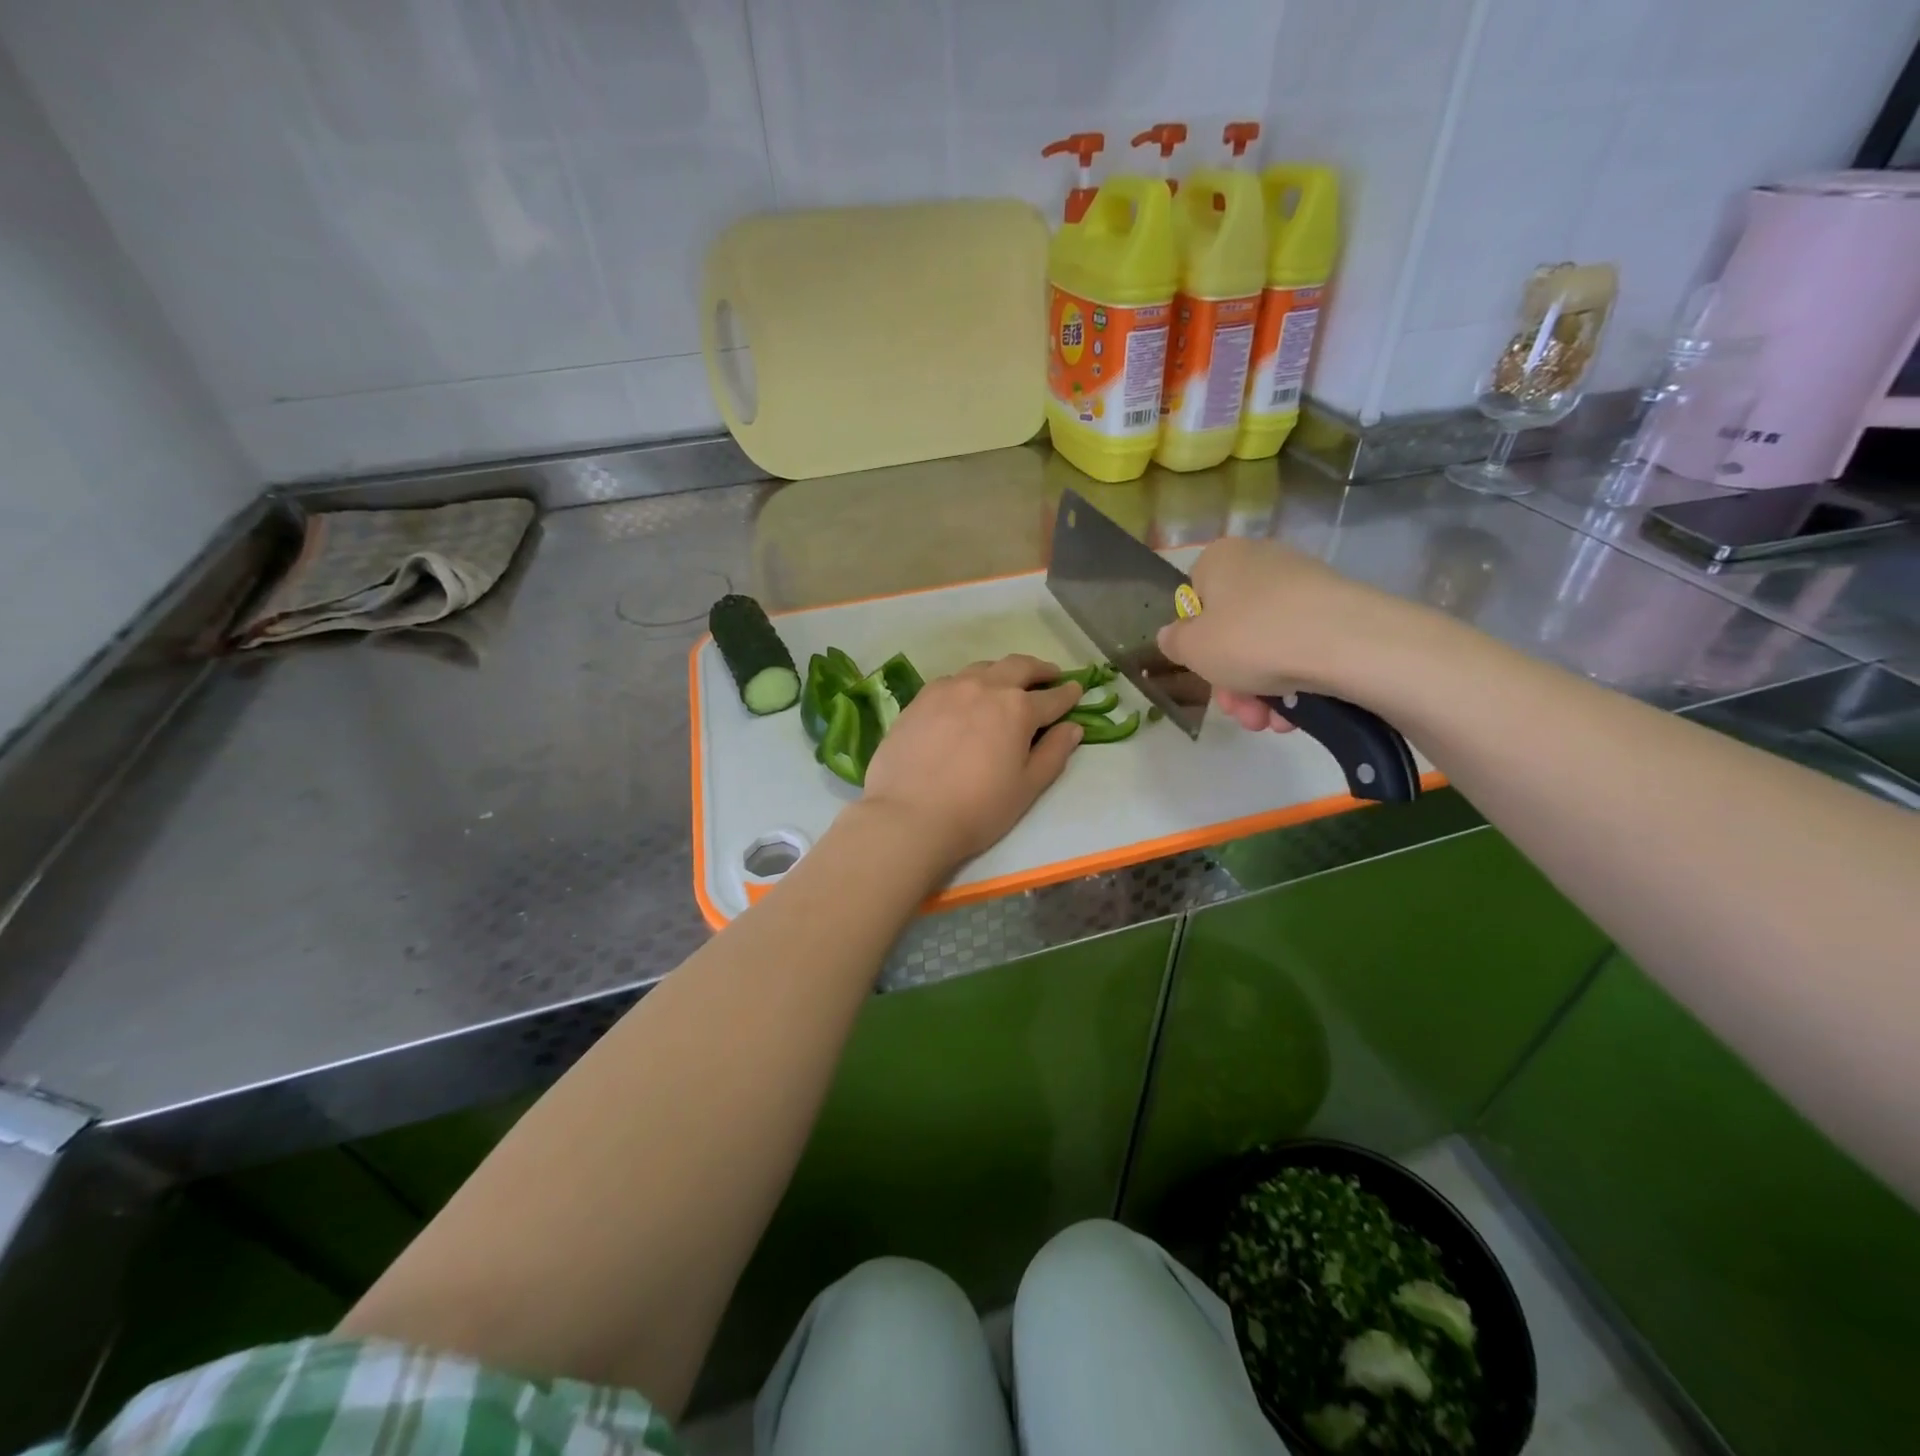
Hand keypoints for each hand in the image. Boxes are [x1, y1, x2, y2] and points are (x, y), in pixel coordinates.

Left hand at [859, 655, 1084, 868]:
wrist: (909, 815)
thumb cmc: (978, 809)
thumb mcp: (1027, 788)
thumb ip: (1053, 754)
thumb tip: (1073, 728)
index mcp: (1017, 709)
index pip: (1052, 697)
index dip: (1068, 694)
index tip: (1077, 690)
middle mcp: (984, 687)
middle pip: (1018, 667)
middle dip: (1039, 669)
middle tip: (1049, 675)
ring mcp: (948, 689)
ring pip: (983, 669)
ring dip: (1002, 672)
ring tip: (1007, 683)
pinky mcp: (919, 699)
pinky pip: (952, 681)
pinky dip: (969, 683)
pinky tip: (965, 698)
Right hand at [1156, 537, 1395, 729]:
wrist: (1346, 643)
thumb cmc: (1251, 639)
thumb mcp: (1192, 648)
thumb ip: (1173, 642)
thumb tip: (1173, 635)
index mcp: (1220, 559)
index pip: (1194, 600)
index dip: (1195, 642)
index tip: (1204, 672)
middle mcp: (1261, 563)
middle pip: (1232, 631)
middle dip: (1232, 681)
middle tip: (1239, 712)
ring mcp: (1303, 585)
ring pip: (1266, 646)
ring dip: (1260, 692)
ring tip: (1270, 722)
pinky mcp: (1338, 610)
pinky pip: (1301, 649)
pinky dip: (1294, 682)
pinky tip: (1296, 714)